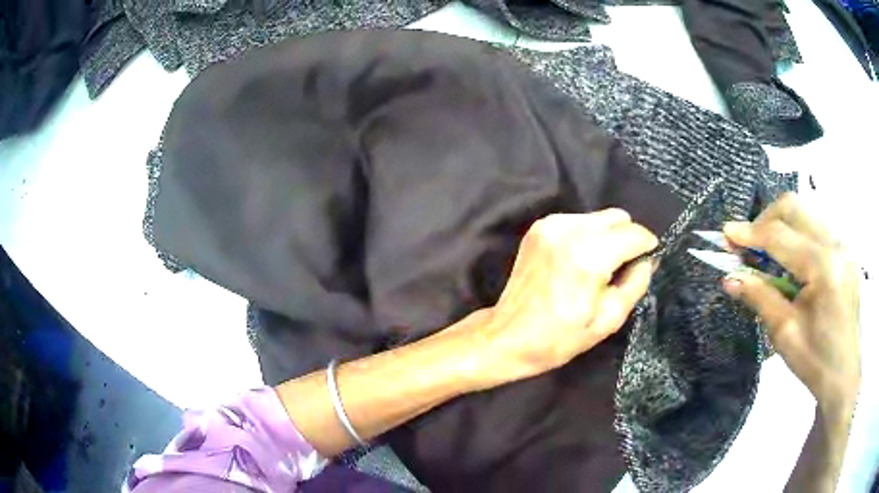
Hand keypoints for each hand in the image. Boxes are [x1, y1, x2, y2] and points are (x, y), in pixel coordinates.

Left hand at [472, 209, 656, 388]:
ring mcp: (551, 225)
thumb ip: (636, 283)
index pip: (635, 233)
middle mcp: (570, 230)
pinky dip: (587, 235)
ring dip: (607, 236)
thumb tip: (649, 260)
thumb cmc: (559, 337)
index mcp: (590, 255)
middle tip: (623, 266)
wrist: (508, 336)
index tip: (649, 260)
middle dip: (628, 238)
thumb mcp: (608, 320)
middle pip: (617, 216)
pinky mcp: (538, 227)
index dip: (648, 246)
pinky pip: (578, 221)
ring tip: (600, 266)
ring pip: (598, 217)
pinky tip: (579, 260)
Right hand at [722, 193, 859, 413]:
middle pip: (794, 207)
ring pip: (805, 212)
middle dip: (765, 219)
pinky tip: (791, 260)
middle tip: (747, 244)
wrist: (844, 374)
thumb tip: (729, 278)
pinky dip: (797, 234)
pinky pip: (817, 226)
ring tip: (767, 253)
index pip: (780, 236)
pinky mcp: (846, 250)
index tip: (725, 233)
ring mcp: (844, 244)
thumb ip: (760, 298)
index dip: (750, 233)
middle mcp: (836, 244)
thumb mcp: (785, 334)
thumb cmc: (815, 361)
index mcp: (823, 268)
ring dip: (781, 225)